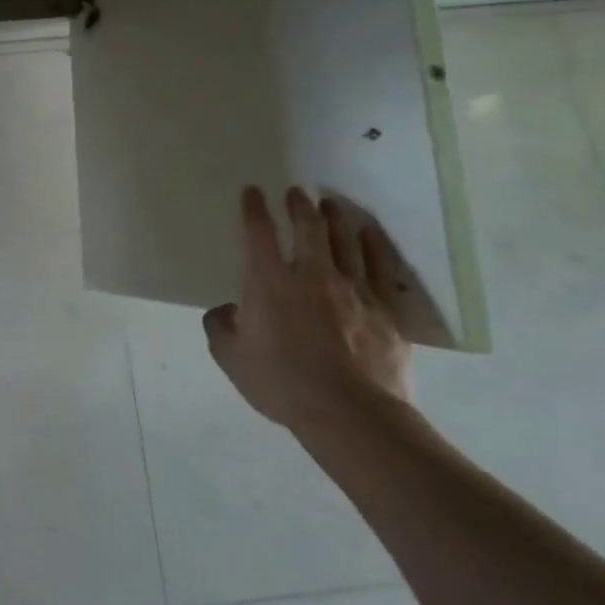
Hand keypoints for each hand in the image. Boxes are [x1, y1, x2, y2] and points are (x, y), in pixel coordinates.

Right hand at [204, 186, 411, 434]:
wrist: (350, 413)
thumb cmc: (282, 382)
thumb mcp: (230, 357)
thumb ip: (220, 326)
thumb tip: (225, 311)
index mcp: (268, 281)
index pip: (258, 232)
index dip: (254, 208)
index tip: (253, 192)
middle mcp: (311, 275)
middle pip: (307, 228)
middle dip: (299, 206)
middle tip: (296, 192)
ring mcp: (352, 290)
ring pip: (344, 241)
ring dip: (334, 219)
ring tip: (330, 205)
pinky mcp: (384, 311)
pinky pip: (378, 268)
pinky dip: (372, 246)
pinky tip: (368, 234)